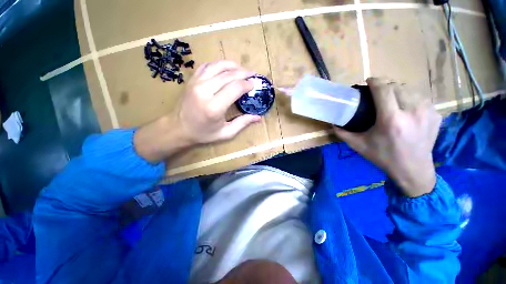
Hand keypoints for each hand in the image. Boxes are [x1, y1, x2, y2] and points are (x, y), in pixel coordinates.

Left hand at [134, 61, 260, 163]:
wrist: (178, 128)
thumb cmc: (203, 133)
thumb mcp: (225, 133)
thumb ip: (242, 123)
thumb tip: (258, 117)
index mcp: (214, 107)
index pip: (235, 88)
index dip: (247, 84)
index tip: (254, 85)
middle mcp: (204, 91)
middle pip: (229, 74)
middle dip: (244, 73)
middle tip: (253, 74)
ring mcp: (196, 82)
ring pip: (218, 66)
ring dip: (233, 66)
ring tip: (242, 70)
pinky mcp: (192, 80)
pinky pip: (208, 66)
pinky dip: (219, 65)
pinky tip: (226, 69)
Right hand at [333, 78, 441, 196]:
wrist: (413, 170)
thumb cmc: (383, 157)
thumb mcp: (358, 145)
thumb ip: (342, 133)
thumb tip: (333, 123)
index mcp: (391, 120)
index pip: (384, 89)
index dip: (375, 81)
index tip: (368, 81)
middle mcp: (412, 112)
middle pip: (397, 86)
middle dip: (385, 85)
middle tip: (376, 93)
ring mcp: (427, 112)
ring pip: (410, 89)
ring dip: (397, 90)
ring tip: (390, 99)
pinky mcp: (436, 114)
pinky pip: (420, 97)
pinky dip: (410, 98)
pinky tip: (405, 107)